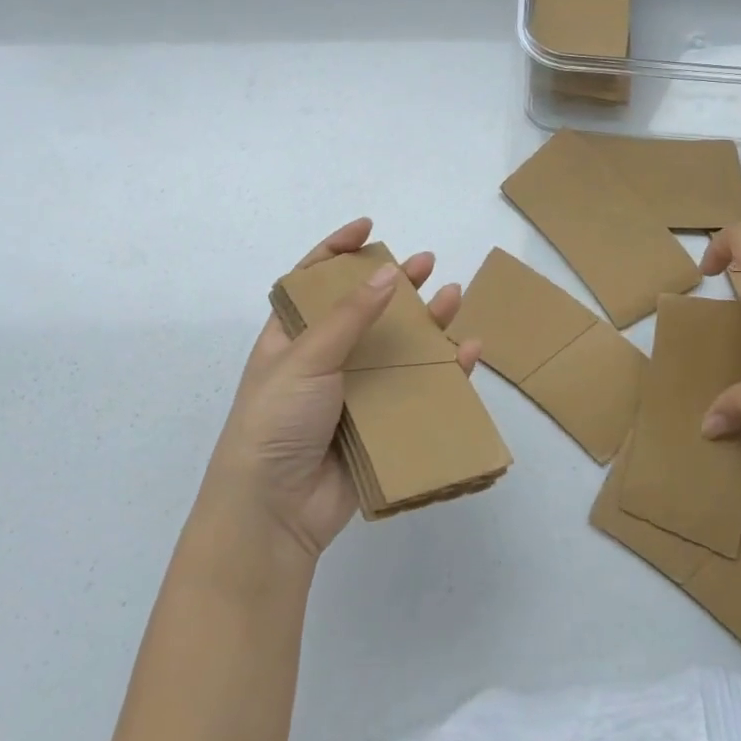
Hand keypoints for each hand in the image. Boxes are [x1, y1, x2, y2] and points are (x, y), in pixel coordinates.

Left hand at [198, 218, 482, 560]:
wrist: (274, 513)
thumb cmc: (275, 421)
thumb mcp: (305, 358)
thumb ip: (350, 316)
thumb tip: (387, 272)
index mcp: (291, 336)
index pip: (313, 280)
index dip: (338, 249)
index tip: (369, 227)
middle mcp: (323, 358)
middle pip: (365, 308)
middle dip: (395, 283)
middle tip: (426, 262)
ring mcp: (353, 391)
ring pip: (397, 346)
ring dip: (426, 321)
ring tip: (453, 296)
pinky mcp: (379, 423)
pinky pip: (416, 389)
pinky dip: (443, 370)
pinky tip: (467, 352)